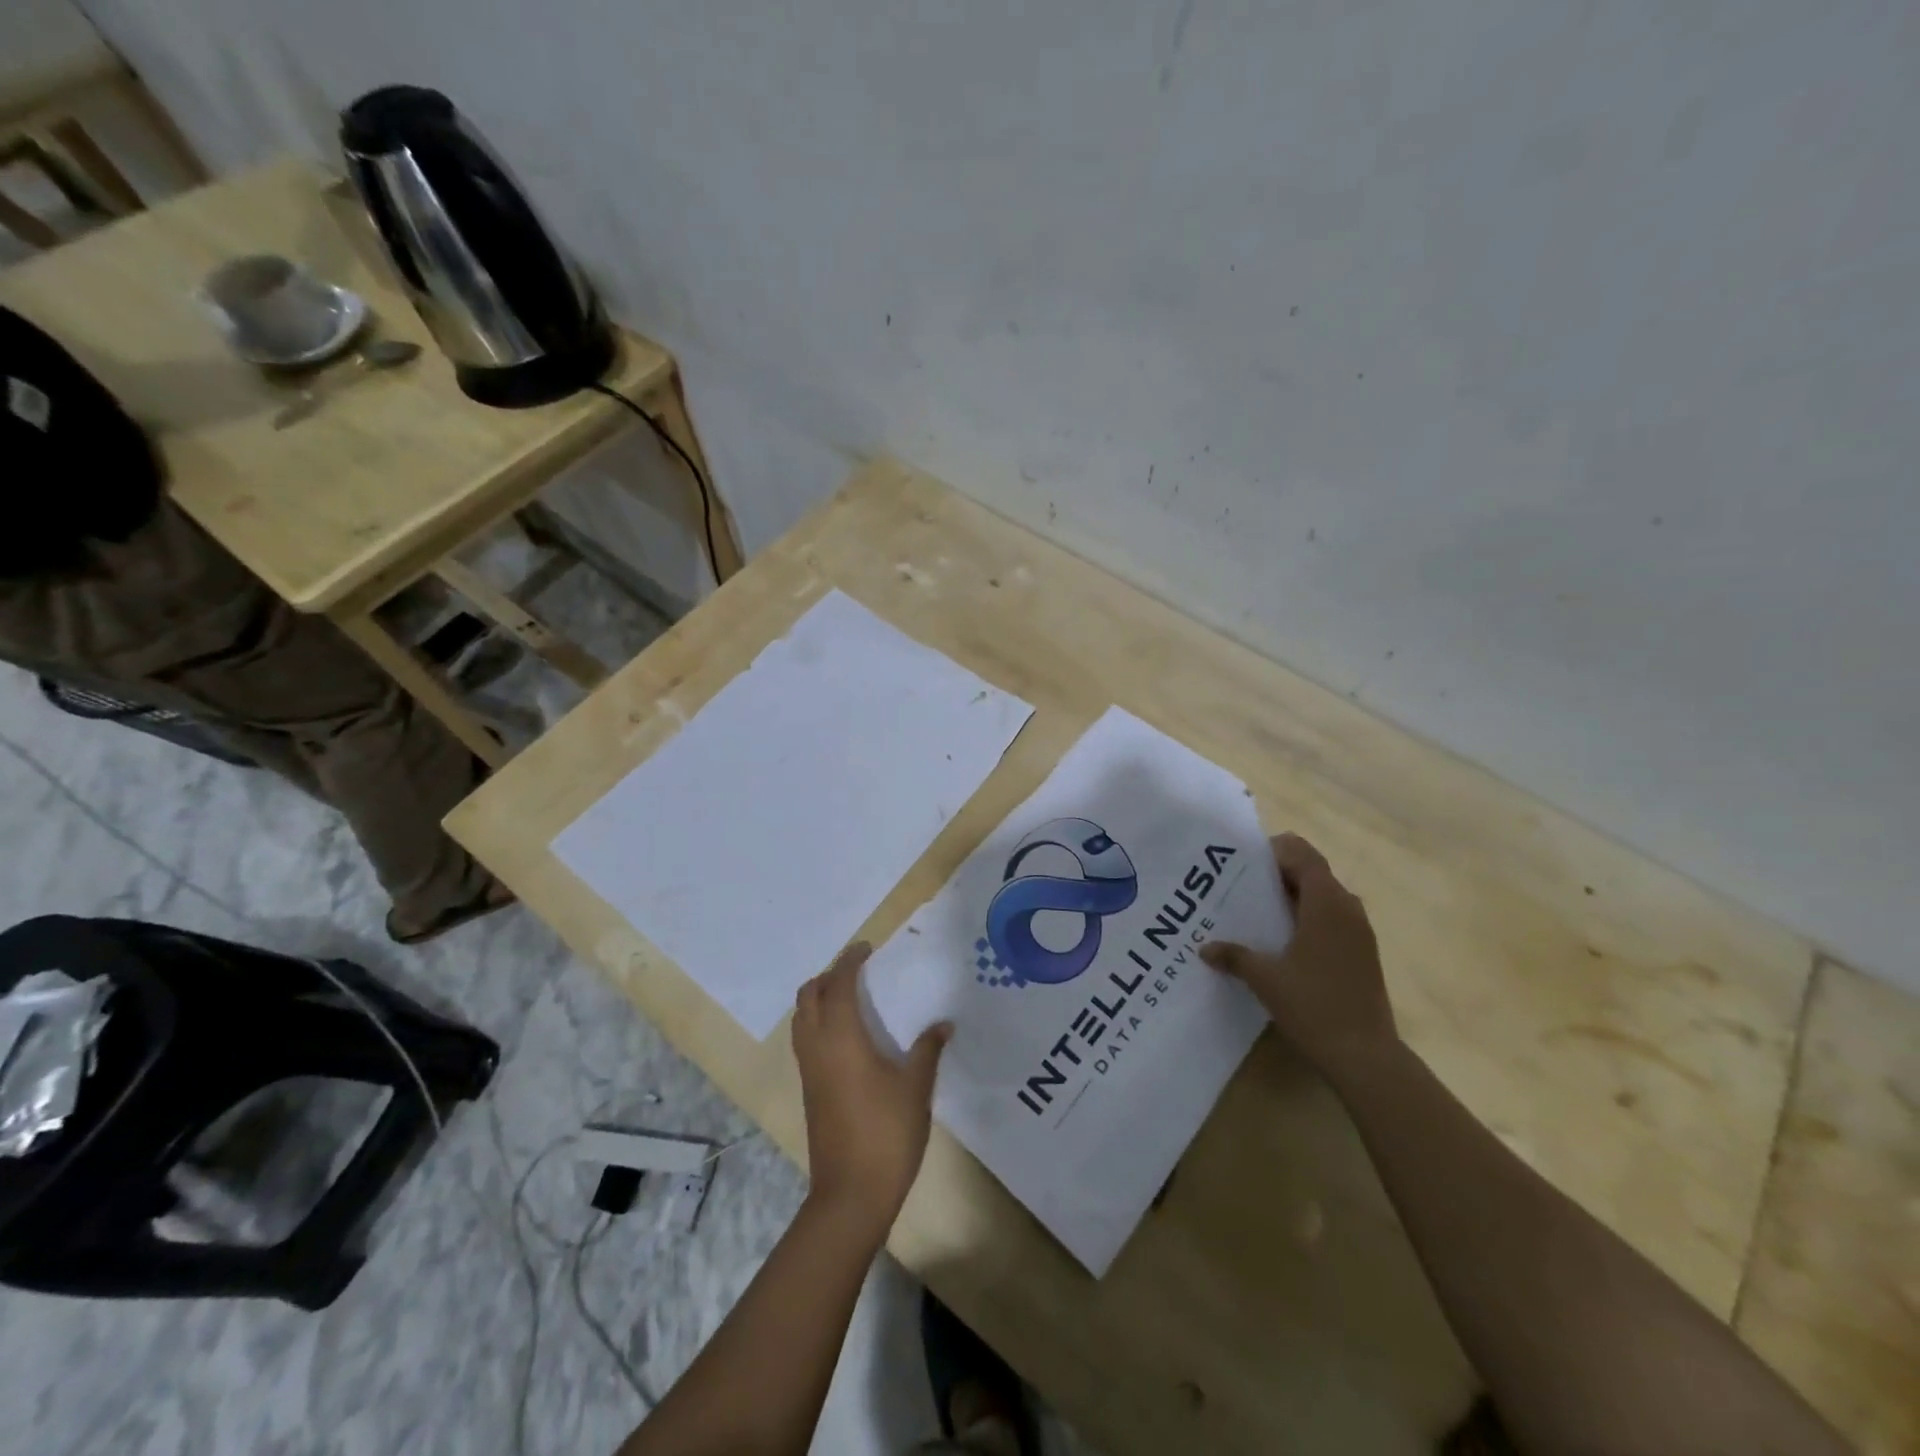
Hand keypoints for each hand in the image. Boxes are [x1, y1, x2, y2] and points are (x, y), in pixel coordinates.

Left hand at [792, 942, 950, 1232]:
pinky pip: (806, 1040)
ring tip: (850, 997)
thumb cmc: (886, 1133)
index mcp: (841, 1039)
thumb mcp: (916, 1088)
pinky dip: (818, 1022)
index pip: (837, 985)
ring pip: (802, 1019)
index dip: (849, 962)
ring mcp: (809, 1072)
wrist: (851, 1194)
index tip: (867, 948)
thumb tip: (943, 1024)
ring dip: (819, 999)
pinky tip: (847, 1035)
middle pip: (808, 997)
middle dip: (828, 976)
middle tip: (857, 971)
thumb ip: (928, 1050)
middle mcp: (817, 1048)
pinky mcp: (809, 1091)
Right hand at [1200, 833, 1397, 1083]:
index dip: (1275, 850)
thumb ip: (1234, 956)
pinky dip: (1307, 917)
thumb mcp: (1265, 978)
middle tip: (1240, 884)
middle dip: (1279, 873)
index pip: (1303, 855)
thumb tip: (1205, 947)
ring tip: (1257, 910)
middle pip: (1313, 872)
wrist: (1365, 1056)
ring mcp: (1360, 931)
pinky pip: (1332, 918)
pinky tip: (1281, 940)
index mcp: (1326, 903)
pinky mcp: (1362, 953)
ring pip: (1324, 896)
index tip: (1243, 861)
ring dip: (1293, 896)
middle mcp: (1347, 908)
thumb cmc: (1314, 1006)